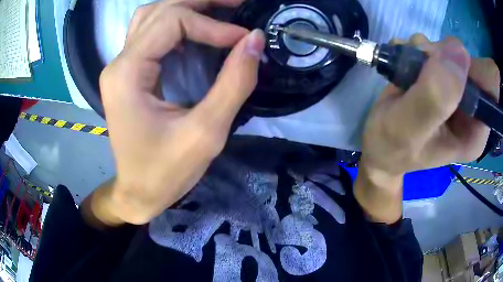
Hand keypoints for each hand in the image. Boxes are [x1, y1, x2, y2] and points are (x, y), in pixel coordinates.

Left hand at [86, 0, 264, 226]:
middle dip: (200, 2)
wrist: (138, 192)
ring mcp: (120, 67)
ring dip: (186, 8)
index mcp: (127, 74)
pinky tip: (198, 29)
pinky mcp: (128, 74)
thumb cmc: (165, 173)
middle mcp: (118, 63)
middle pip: (159, 10)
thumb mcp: (206, 133)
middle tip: (236, 4)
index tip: (244, 39)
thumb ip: (233, 83)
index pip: (170, 23)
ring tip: (219, 10)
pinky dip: (176, 24)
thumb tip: (255, 40)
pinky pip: (150, 33)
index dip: (212, 25)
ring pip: (151, 16)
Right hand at [355, 35, 499, 223]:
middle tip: (418, 68)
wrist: (379, 147)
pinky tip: (405, 63)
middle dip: (441, 57)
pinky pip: (436, 50)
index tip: (439, 67)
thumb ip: (437, 96)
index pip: (488, 86)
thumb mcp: (410, 127)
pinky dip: (417, 49)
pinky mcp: (444, 81)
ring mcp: (459, 94)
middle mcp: (472, 111)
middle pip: (466, 63)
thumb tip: (459, 50)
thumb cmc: (392, 146)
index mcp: (475, 132)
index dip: (466, 67)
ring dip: (425, 51)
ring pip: (449, 52)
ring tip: (406, 68)